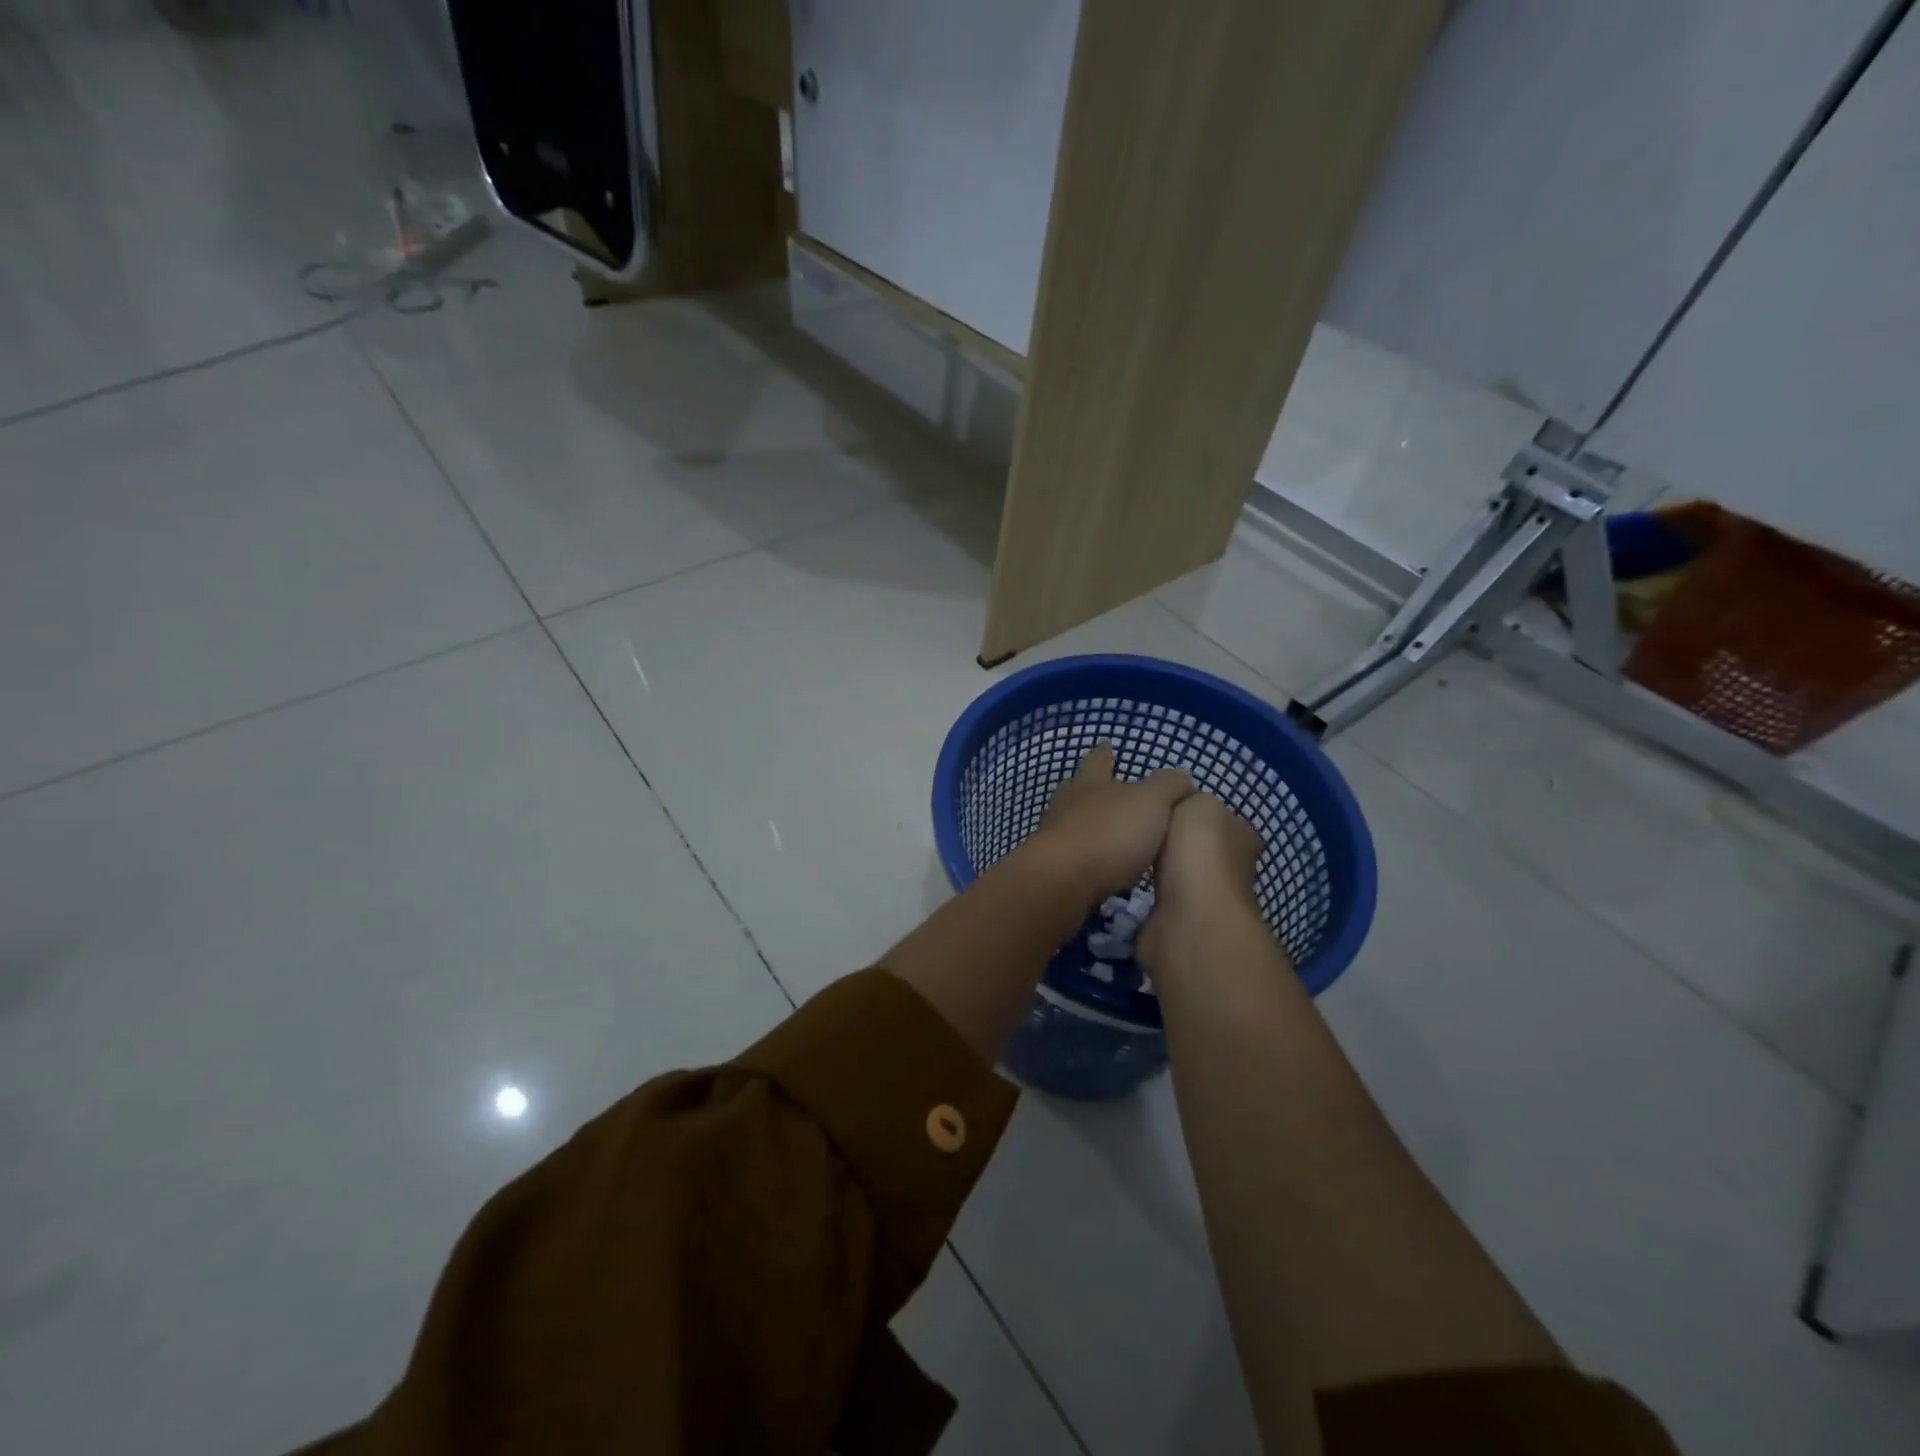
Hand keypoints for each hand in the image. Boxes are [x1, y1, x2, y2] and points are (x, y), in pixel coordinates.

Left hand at [1037, 745, 1192, 899]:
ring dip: (1090, 827)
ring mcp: (1055, 837)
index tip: (1107, 745)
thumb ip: (1168, 786)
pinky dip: (1087, 858)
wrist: (1062, 881)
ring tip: (1110, 835)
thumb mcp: (1151, 801)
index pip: (1098, 760)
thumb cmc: (1109, 833)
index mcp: (1090, 783)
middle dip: (1093, 789)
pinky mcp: (1052, 868)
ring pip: (1073, 823)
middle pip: (1078, 790)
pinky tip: (1100, 869)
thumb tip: (1182, 777)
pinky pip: (1073, 857)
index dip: (1105, 752)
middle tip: (1108, 791)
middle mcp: (1067, 804)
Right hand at [1137, 793, 1265, 972]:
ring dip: (1155, 867)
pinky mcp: (1179, 922)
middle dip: (1168, 839)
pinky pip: (1158, 899)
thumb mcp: (1198, 802)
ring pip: (1175, 873)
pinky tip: (1126, 881)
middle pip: (1195, 846)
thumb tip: (1175, 802)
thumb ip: (1187, 795)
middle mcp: (1230, 868)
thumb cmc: (1199, 852)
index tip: (1157, 803)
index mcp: (1241, 836)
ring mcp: (1204, 899)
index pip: (1216, 815)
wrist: (1188, 918)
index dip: (1189, 807)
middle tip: (1136, 828)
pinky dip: (1145, 893)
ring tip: (1126, 852)